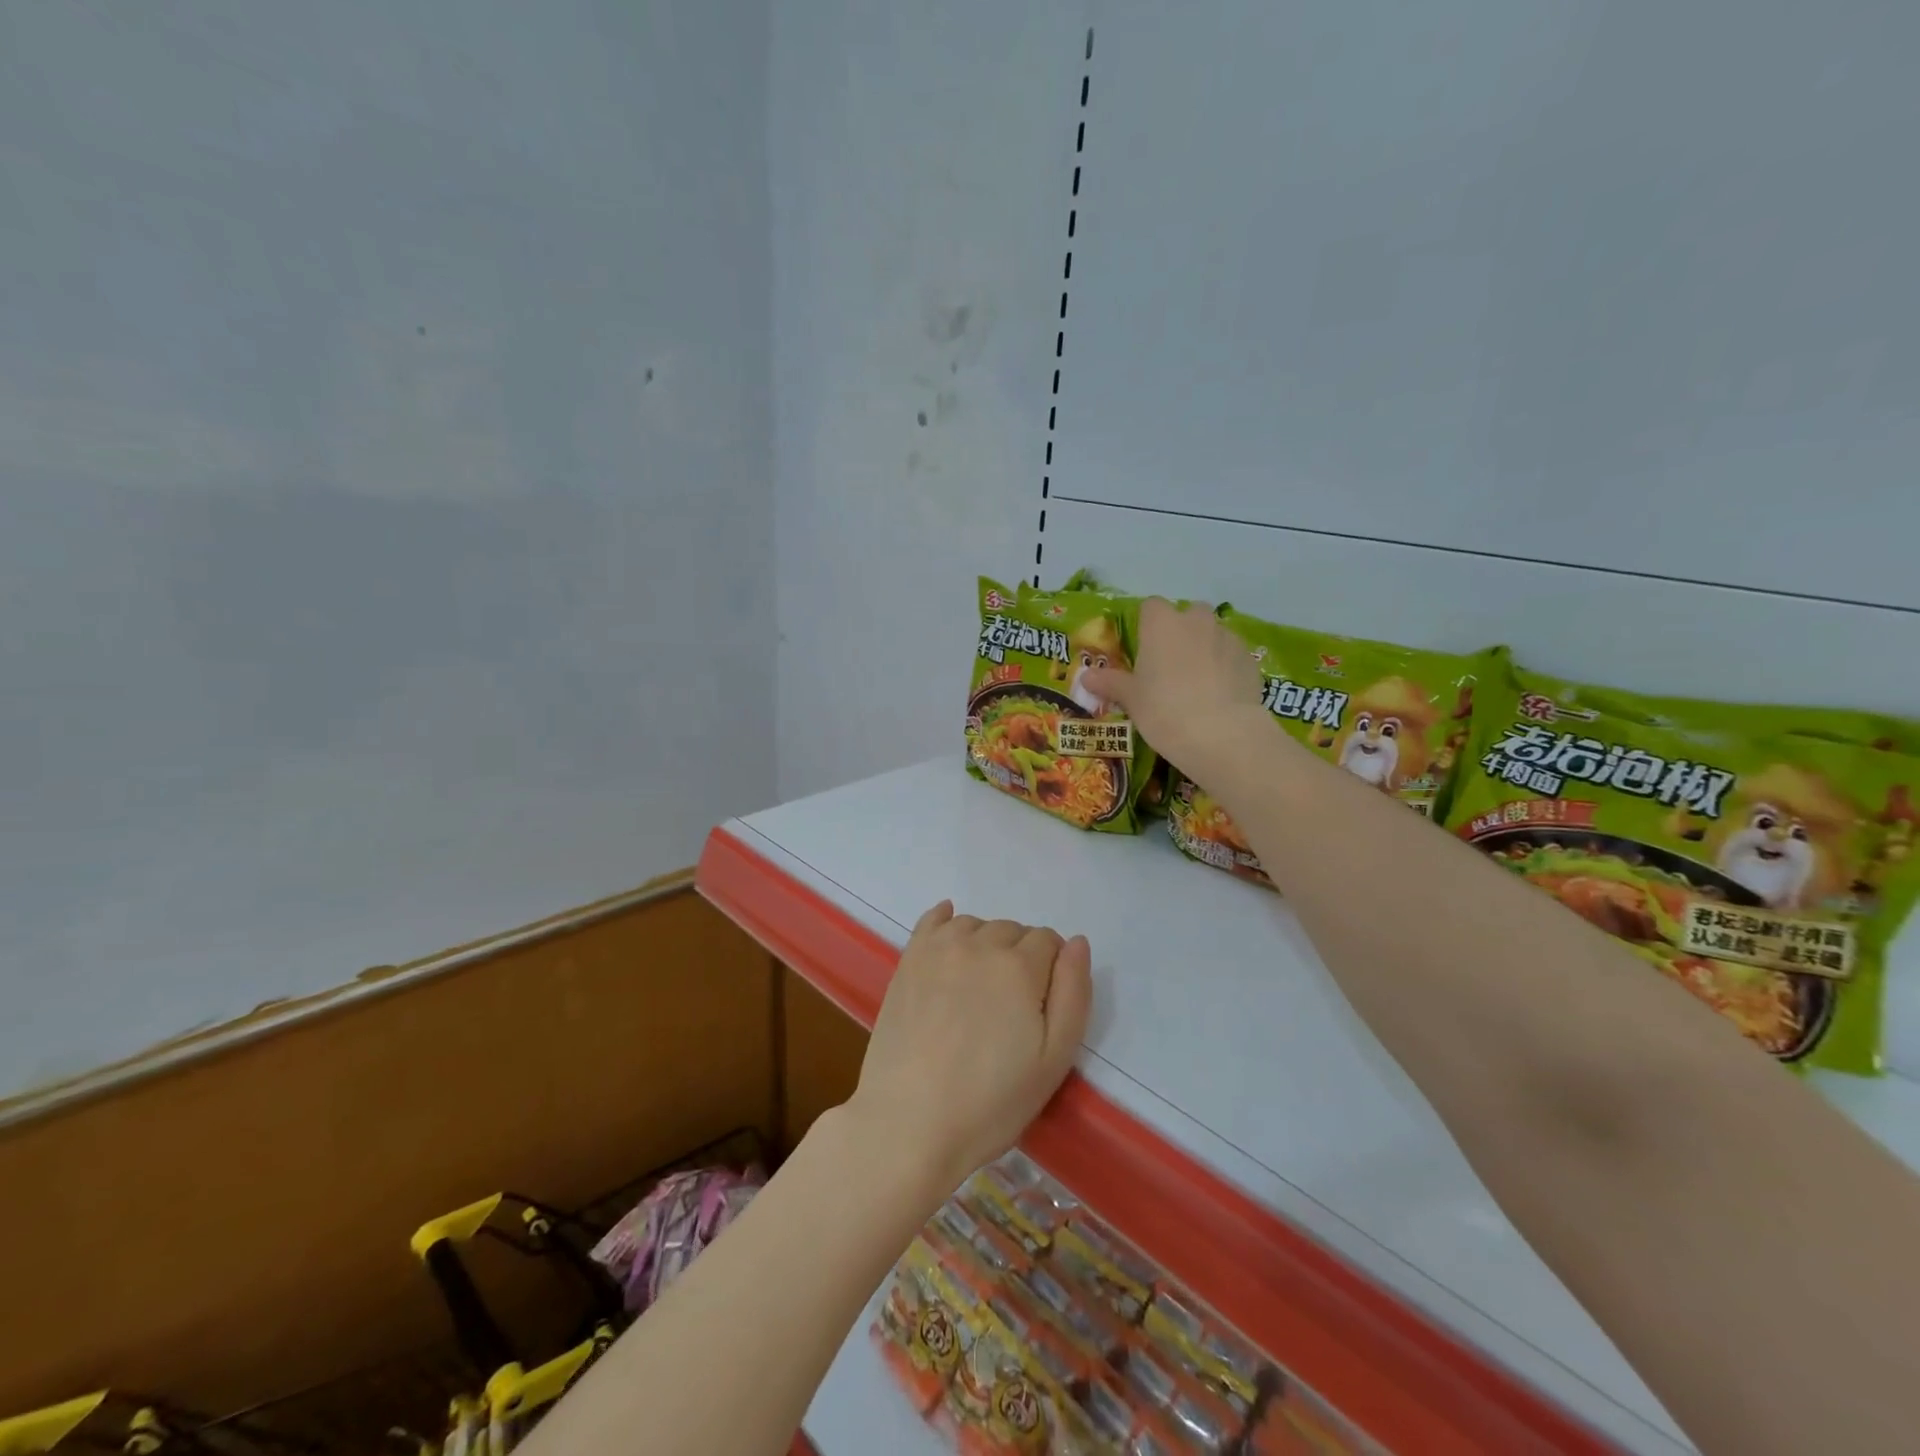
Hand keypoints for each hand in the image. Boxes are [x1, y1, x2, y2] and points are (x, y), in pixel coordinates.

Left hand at [846, 902, 1091, 1194]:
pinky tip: (950, 939)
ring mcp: (939, 948)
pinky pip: (933, 919)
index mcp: (1019, 966)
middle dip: (1021, 957)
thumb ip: (1073, 993)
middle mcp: (979, 944)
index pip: (1049, 941)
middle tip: (1011, 1006)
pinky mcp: (908, 960)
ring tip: (980, 989)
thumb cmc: (991, 1101)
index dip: (1052, 971)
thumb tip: (1076, 942)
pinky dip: (947, 921)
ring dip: (986, 945)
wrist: (909, 1122)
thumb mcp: (1055, 1059)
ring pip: (977, 925)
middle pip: (1013, 931)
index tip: (1041, 1007)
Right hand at [1081, 597, 1268, 779]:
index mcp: (1162, 623)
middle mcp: (1196, 621)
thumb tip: (1086, 676)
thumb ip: (1110, 683)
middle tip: (1169, 666)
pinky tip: (1219, 696)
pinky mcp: (1250, 660)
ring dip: (1204, 649)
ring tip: (1196, 684)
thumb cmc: (1164, 710)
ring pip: (1213, 634)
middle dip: (1180, 633)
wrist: (1222, 734)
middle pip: (1187, 615)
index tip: (1142, 650)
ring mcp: (1228, 638)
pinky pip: (1232, 656)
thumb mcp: (1131, 699)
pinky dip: (1225, 667)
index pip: (1151, 607)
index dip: (1146, 625)